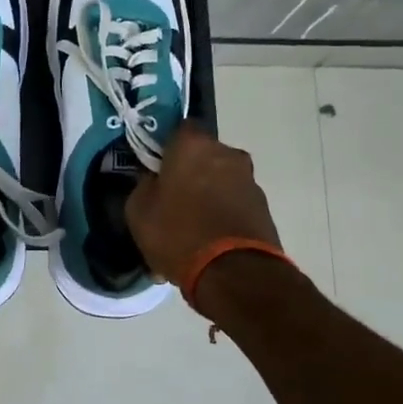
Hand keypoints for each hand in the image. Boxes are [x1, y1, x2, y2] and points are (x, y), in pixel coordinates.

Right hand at [126, 125, 281, 283]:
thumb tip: (153, 180)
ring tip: (189, 230)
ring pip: (219, 182)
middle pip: (202, 156)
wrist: (235, 274)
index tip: (155, 168)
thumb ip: (144, 185)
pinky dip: (221, 217)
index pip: (178, 129)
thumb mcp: (139, 210)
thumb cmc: (178, 232)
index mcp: (193, 145)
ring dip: (206, 197)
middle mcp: (227, 154)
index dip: (166, 147)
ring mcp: (249, 181)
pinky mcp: (263, 208)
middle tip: (171, 200)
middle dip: (189, 173)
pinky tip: (206, 244)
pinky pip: (233, 206)